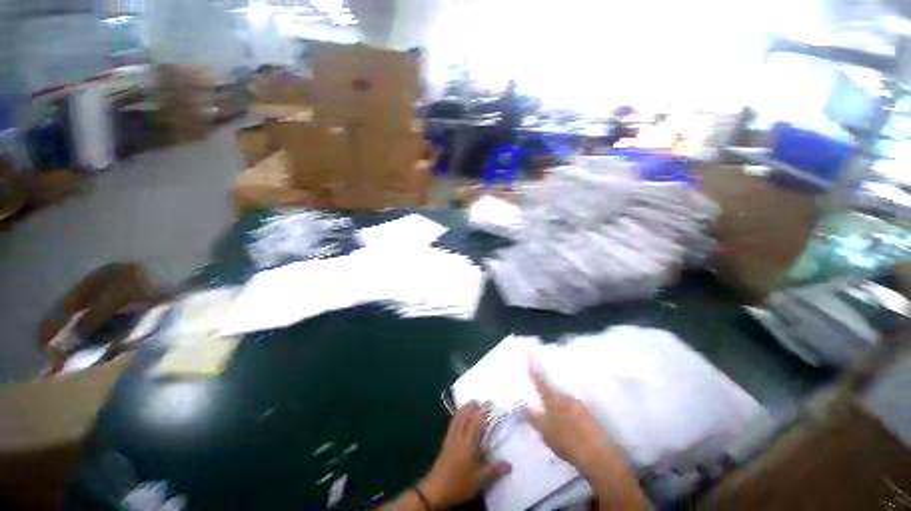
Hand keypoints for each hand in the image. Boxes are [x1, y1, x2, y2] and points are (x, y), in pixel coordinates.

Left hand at [420, 401, 510, 508]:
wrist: (435, 490)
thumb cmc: (458, 484)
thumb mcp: (479, 480)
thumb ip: (494, 470)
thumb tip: (509, 464)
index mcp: (468, 442)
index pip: (476, 421)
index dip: (483, 411)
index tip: (491, 403)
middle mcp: (458, 436)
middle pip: (465, 415)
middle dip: (472, 406)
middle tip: (480, 400)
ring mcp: (450, 438)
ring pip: (457, 418)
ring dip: (464, 408)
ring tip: (470, 403)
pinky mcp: (445, 442)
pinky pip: (452, 423)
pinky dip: (457, 415)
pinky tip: (459, 417)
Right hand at [524, 364, 622, 472]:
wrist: (598, 455)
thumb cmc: (567, 441)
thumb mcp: (545, 431)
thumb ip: (534, 418)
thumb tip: (526, 405)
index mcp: (554, 399)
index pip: (540, 381)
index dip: (533, 369)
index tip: (529, 354)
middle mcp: (566, 397)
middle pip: (553, 391)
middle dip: (547, 393)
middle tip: (541, 400)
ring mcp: (579, 406)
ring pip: (564, 401)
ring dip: (558, 406)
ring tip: (554, 417)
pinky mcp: (588, 416)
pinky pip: (573, 410)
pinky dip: (567, 414)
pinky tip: (567, 426)